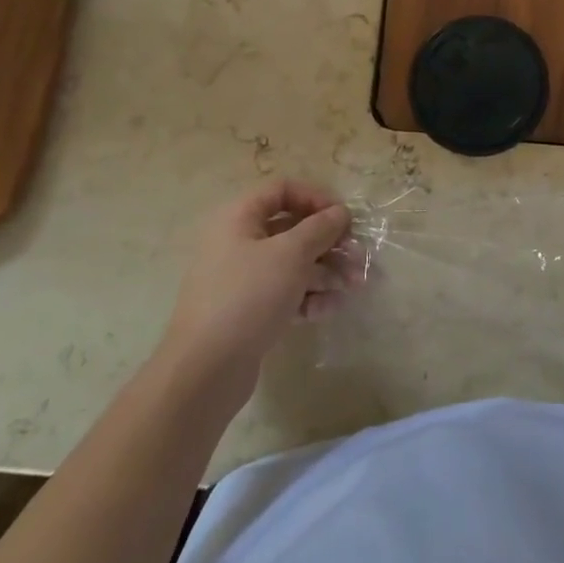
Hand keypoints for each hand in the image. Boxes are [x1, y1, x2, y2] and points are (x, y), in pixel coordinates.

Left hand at [160, 180, 364, 393]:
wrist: (204, 371)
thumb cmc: (248, 296)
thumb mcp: (291, 254)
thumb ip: (320, 228)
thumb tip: (339, 212)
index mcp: (239, 218)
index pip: (282, 190)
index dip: (316, 198)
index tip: (344, 217)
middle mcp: (238, 242)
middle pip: (292, 229)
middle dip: (329, 243)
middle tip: (358, 258)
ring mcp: (242, 279)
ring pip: (293, 263)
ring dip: (326, 272)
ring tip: (353, 287)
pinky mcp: (249, 311)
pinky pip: (285, 293)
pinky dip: (308, 297)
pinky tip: (327, 311)